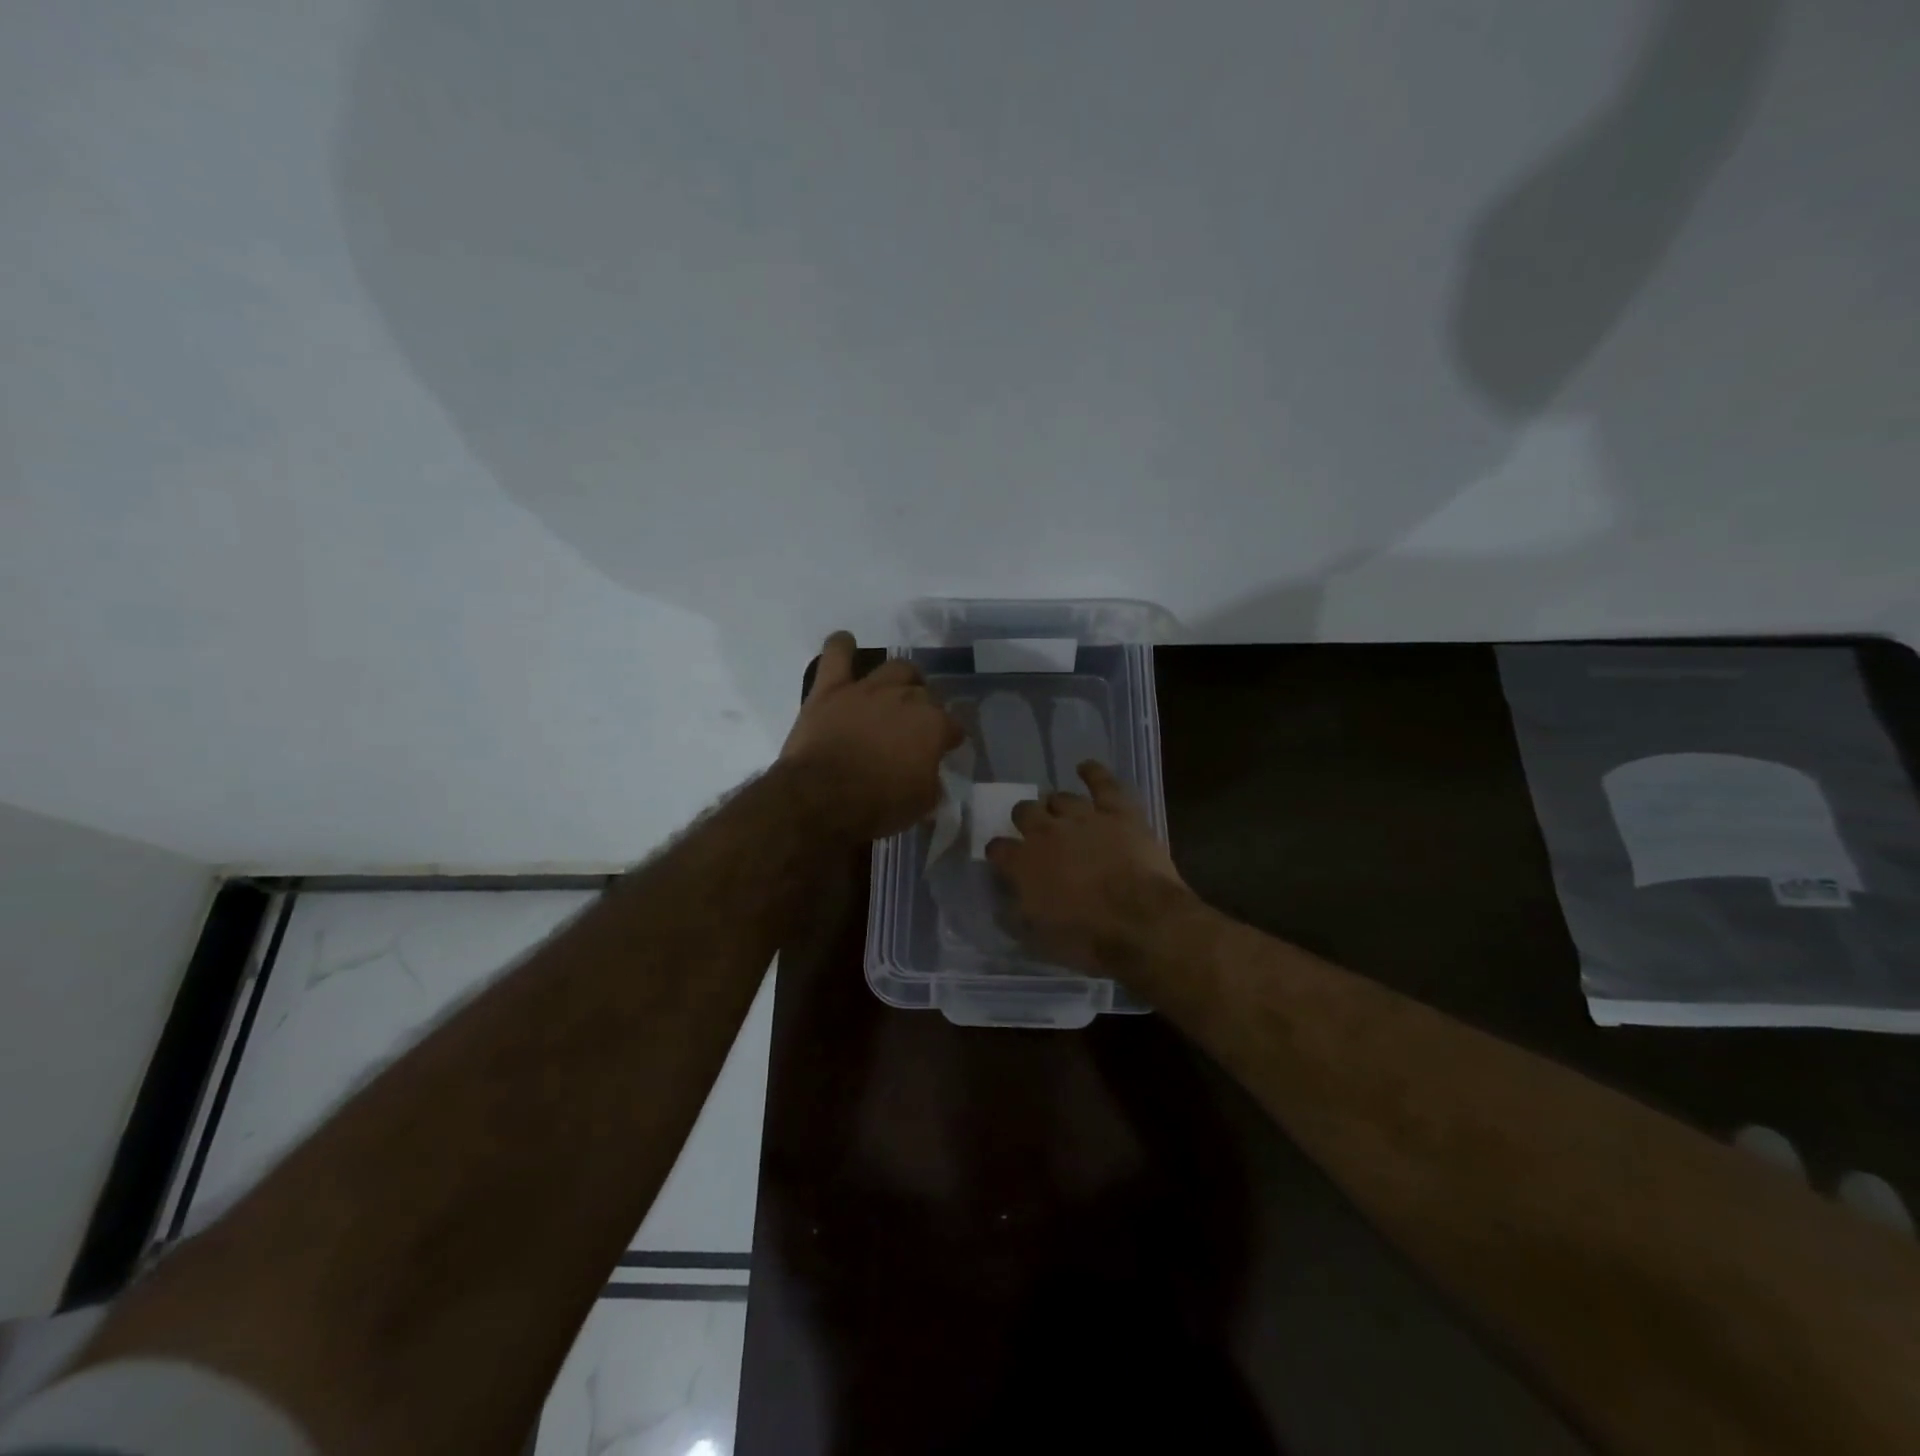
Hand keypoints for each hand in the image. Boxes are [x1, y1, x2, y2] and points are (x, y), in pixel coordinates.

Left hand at [780, 631, 964, 841]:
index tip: (947, 747)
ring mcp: (867, 689)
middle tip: (914, 726)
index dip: (951, 738)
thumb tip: (930, 775)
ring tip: (897, 687)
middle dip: (925, 708)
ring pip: (894, 668)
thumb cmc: (878, 805)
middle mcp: (906, 698)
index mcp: (933, 726)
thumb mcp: (921, 804)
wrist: (822, 798)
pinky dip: (842, 646)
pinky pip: (836, 654)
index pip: (953, 726)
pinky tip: (846, 643)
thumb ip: (931, 781)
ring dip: (900, 676)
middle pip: (924, 695)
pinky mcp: (831, 688)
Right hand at [986, 762, 1192, 972]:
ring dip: (1057, 805)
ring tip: (1059, 811)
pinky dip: (1093, 773)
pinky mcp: (1118, 812)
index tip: (1002, 859)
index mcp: (1023, 863)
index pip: (998, 848)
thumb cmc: (1087, 938)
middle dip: (1025, 819)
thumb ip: (1017, 918)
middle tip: (1034, 831)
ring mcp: (1083, 817)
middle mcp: (1046, 832)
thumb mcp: (1039, 940)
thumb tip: (1004, 908)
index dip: (999, 852)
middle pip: (1025, 812)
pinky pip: (1103, 783)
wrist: (1141, 922)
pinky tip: (1086, 767)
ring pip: (1061, 798)